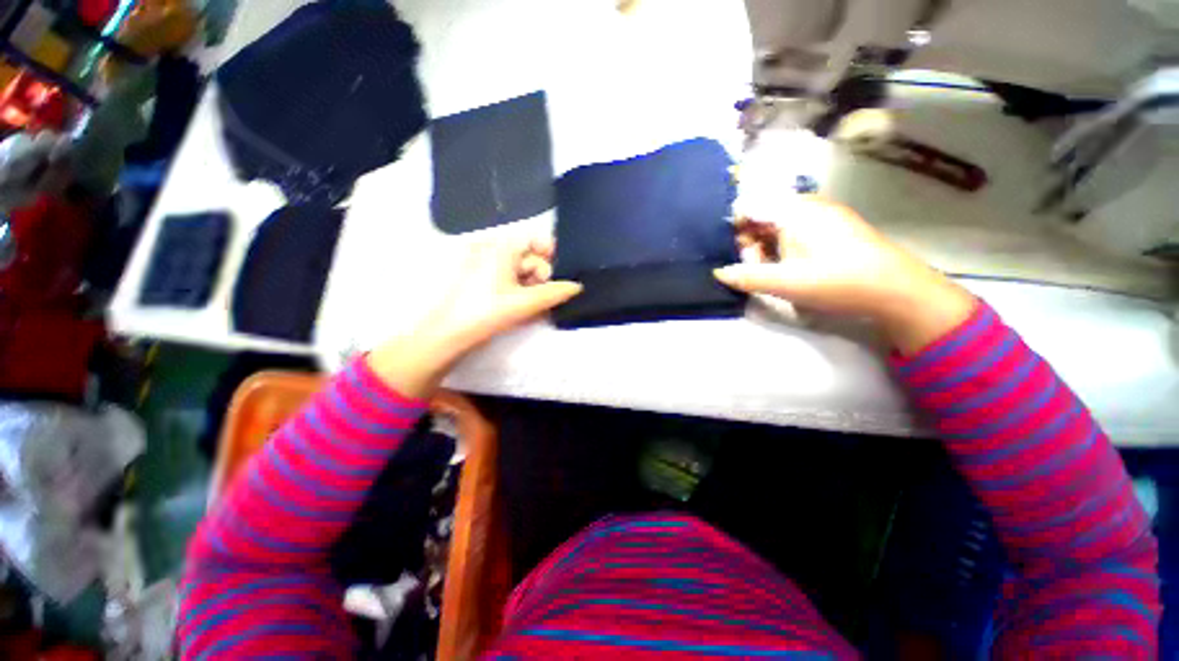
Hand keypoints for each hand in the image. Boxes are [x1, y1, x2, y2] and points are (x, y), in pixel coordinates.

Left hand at [367, 236, 581, 396]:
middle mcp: (491, 250)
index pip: (533, 239)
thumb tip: (577, 287)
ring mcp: (482, 265)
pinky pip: (506, 279)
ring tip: (535, 307)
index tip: (559, 273)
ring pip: (518, 270)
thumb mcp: (526, 302)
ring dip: (531, 287)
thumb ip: (555, 293)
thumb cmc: (488, 312)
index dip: (550, 253)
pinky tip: (523, 307)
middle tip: (546, 297)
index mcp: (501, 248)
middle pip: (527, 257)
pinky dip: (518, 291)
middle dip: (541, 276)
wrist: (448, 334)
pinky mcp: (478, 281)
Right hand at [714, 196, 975, 353]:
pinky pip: (797, 230)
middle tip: (756, 268)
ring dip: (768, 247)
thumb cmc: (836, 282)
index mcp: (793, 210)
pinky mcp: (835, 227)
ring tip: (774, 272)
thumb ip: (747, 276)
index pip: (749, 206)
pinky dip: (785, 247)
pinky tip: (792, 267)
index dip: (736, 229)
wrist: (897, 291)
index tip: (737, 254)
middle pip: (763, 215)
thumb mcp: (785, 283)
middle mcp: (808, 204)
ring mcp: (824, 214)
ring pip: (779, 224)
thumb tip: (718, 272)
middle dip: (751, 241)